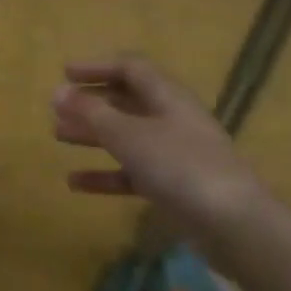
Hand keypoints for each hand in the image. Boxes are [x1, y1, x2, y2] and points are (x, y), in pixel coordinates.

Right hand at [51, 54, 275, 245]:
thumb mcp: (128, 135)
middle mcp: (171, 119)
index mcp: (167, 96)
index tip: (64, 73)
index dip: (97, 67)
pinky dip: (105, 173)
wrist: (233, 224)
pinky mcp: (173, 186)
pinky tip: (75, 183)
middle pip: (127, 101)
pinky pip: (132, 172)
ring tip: (59, 135)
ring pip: (127, 136)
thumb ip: (91, 113)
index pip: (130, 68)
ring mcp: (174, 154)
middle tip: (57, 108)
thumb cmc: (179, 166)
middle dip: (91, 102)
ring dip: (93, 134)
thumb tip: (58, 91)